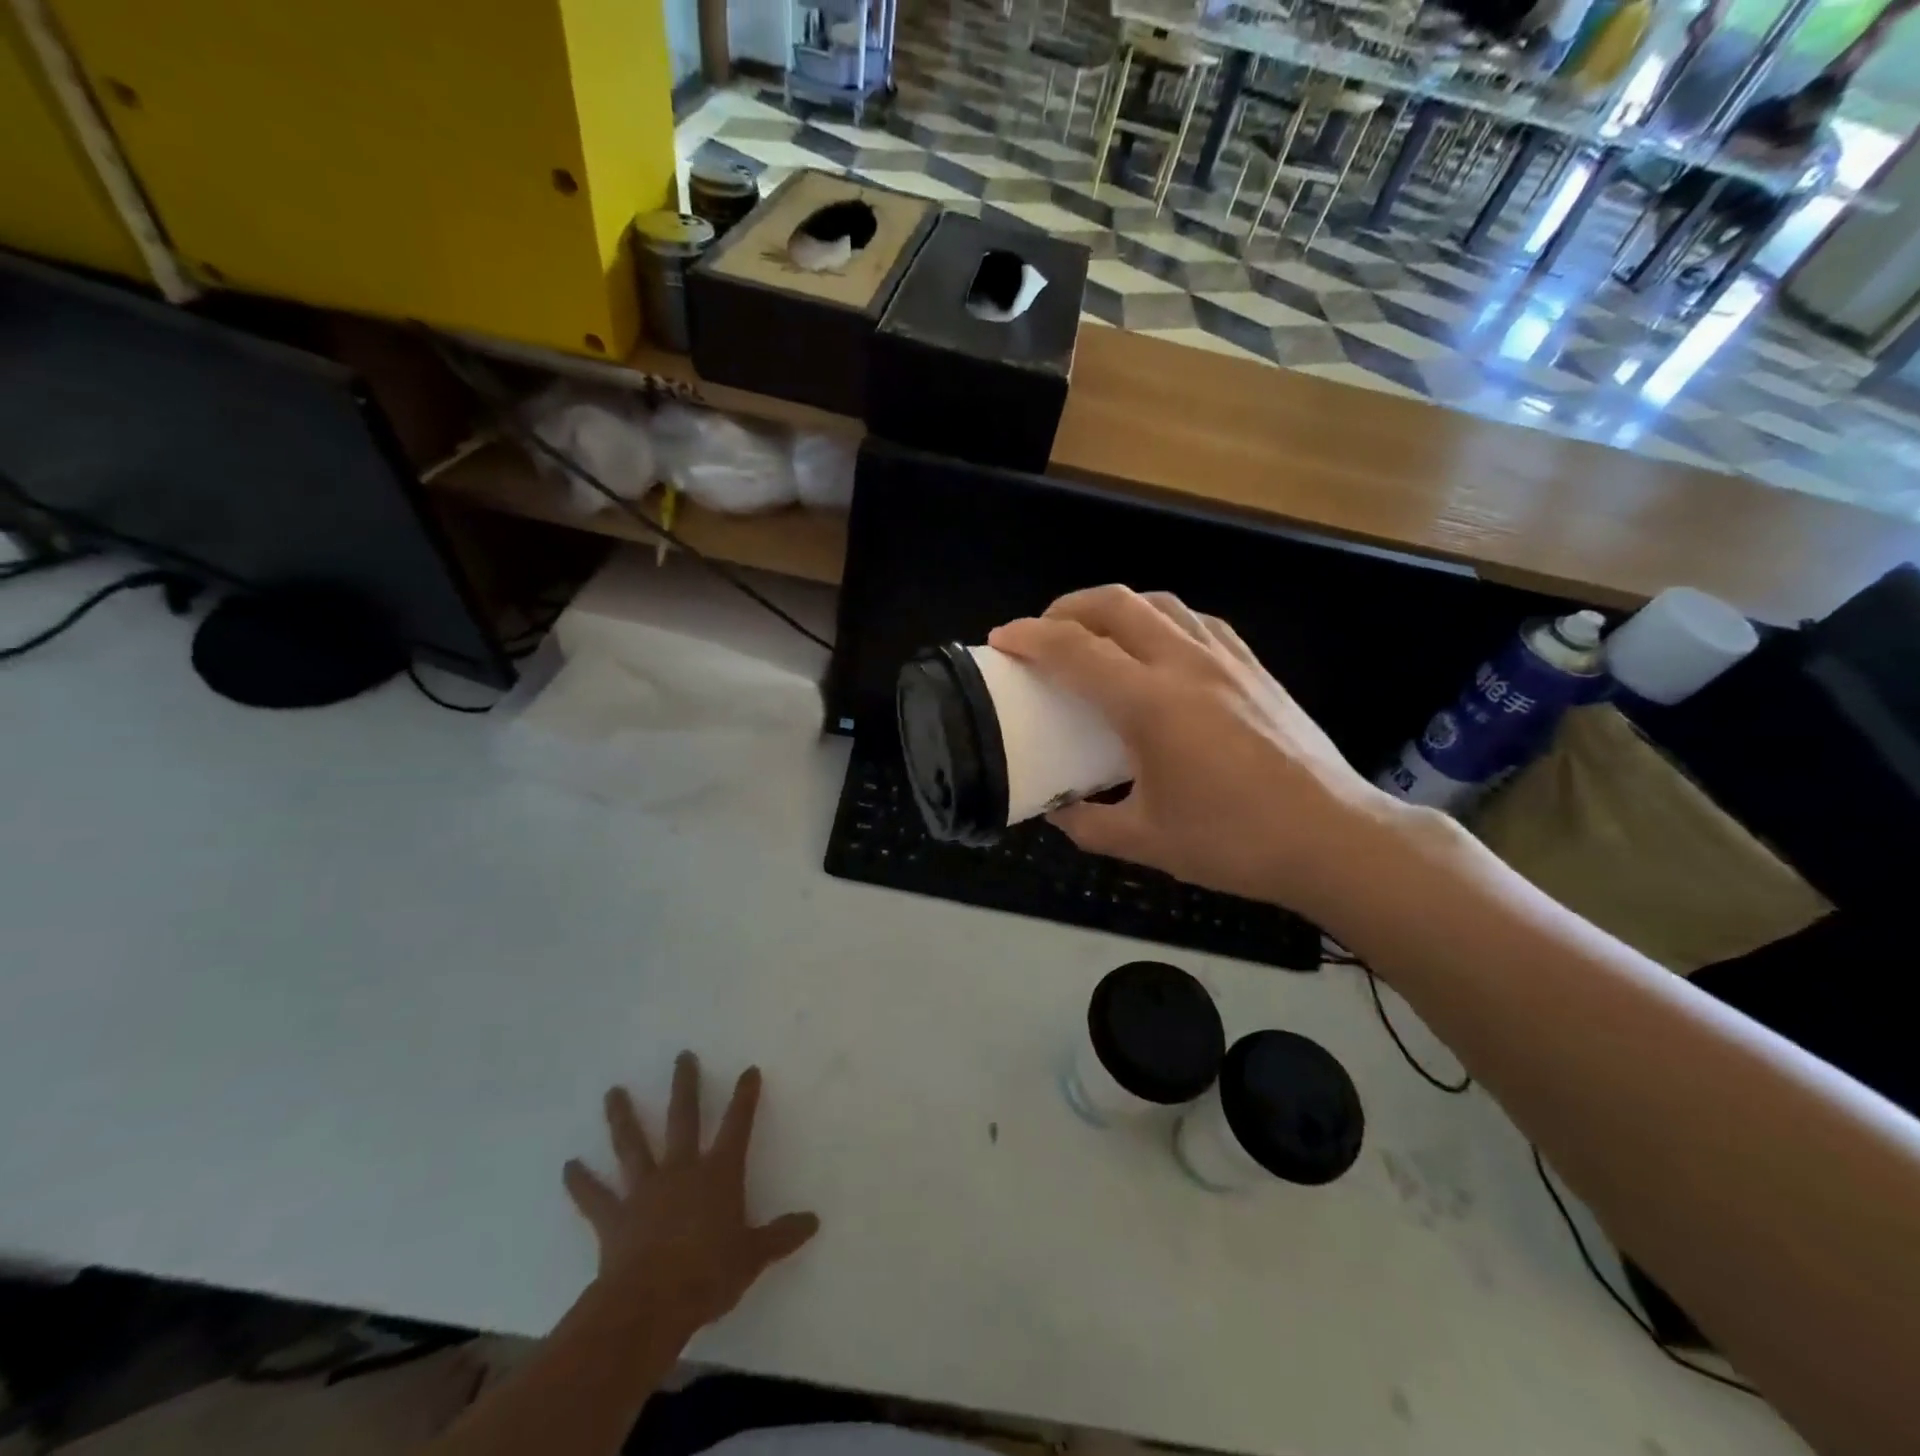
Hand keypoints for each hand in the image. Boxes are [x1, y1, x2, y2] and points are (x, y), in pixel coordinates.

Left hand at [563, 1052, 819, 1341]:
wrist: (651, 1304)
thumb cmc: (709, 1274)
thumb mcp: (754, 1256)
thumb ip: (781, 1236)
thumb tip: (813, 1222)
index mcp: (718, 1173)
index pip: (737, 1125)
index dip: (744, 1097)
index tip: (748, 1070)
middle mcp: (681, 1170)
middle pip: (683, 1118)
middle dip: (685, 1085)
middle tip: (682, 1056)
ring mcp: (644, 1191)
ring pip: (633, 1145)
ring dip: (622, 1117)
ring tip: (612, 1092)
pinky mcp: (614, 1218)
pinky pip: (595, 1197)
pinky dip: (581, 1182)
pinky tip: (568, 1166)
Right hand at [988, 586, 1407, 916]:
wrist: (1333, 838)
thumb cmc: (1234, 842)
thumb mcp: (1145, 841)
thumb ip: (1088, 823)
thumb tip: (1057, 810)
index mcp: (1151, 705)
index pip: (1075, 651)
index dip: (1030, 638)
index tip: (1001, 640)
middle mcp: (1186, 665)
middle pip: (1116, 604)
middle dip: (1067, 608)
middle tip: (1043, 634)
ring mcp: (1226, 660)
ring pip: (1160, 603)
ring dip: (1115, 608)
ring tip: (1095, 635)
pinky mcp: (1255, 667)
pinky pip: (1197, 621)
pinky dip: (1161, 620)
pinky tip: (1158, 648)